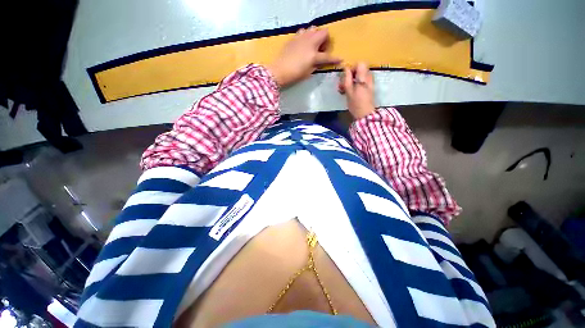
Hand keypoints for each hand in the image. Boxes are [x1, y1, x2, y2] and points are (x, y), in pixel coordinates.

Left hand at [268, 27, 341, 87]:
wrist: (279, 70)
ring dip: (315, 35)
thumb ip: (316, 65)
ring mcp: (301, 38)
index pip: (327, 57)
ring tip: (312, 45)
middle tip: (322, 49)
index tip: (340, 59)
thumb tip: (320, 61)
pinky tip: (303, 44)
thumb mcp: (308, 72)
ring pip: (313, 28)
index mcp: (313, 55)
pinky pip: (303, 31)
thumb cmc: (295, 75)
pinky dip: (306, 36)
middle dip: (325, 40)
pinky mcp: (293, 38)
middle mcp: (309, 43)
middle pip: (323, 32)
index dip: (335, 59)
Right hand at [338, 62, 375, 119]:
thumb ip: (347, 79)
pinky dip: (357, 84)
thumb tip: (346, 68)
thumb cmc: (355, 104)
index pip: (360, 64)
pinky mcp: (370, 89)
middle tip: (344, 84)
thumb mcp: (348, 91)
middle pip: (361, 69)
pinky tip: (352, 92)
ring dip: (353, 80)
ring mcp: (370, 83)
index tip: (346, 76)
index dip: (352, 68)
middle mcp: (369, 78)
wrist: (365, 115)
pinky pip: (363, 81)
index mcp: (363, 78)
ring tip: (347, 89)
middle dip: (352, 74)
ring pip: (361, 76)